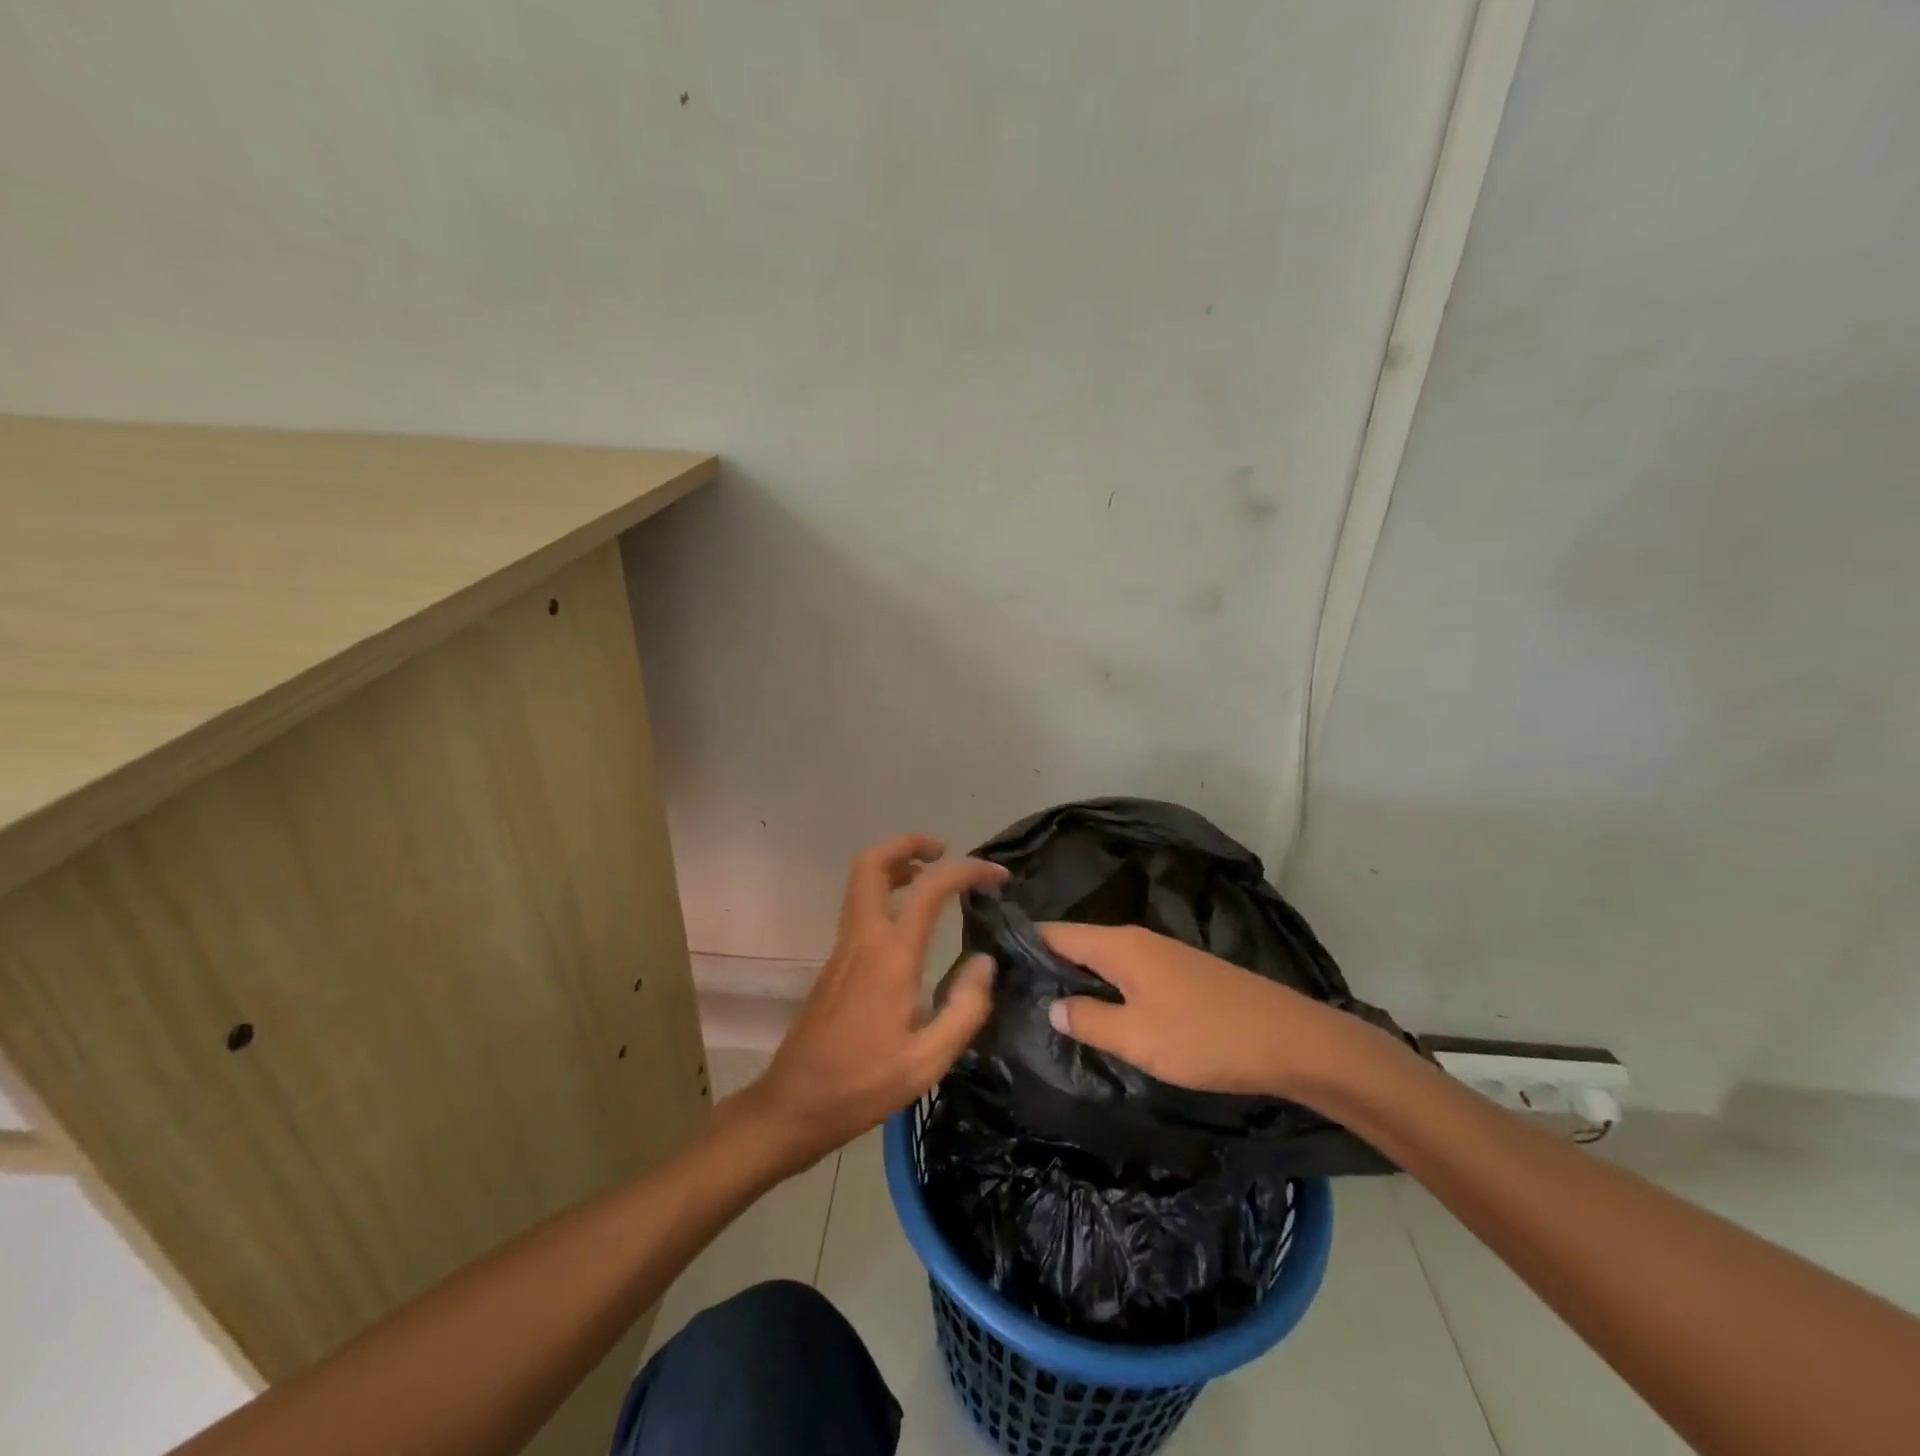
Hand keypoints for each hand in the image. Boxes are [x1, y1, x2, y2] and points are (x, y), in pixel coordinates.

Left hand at [736, 835, 1007, 1169]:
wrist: (794, 1105)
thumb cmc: (863, 1084)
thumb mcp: (928, 1061)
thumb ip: (965, 1008)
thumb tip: (984, 961)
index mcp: (890, 956)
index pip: (930, 889)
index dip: (967, 871)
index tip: (997, 876)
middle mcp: (862, 939)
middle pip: (871, 864)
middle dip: (907, 844)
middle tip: (943, 852)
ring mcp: (843, 949)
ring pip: (861, 883)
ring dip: (894, 865)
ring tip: (931, 878)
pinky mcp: (835, 963)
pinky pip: (860, 908)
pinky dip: (885, 893)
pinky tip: (910, 924)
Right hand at [1039, 923, 1367, 1103]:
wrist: (1291, 1041)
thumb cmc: (1206, 1037)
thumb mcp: (1137, 1038)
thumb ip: (1088, 1020)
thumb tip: (1050, 1006)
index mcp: (1119, 944)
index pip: (1055, 933)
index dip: (1023, 946)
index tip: (991, 967)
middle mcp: (1137, 939)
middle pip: (1077, 944)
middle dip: (1046, 967)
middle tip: (1011, 997)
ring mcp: (1162, 956)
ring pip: (1103, 962)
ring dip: (1076, 981)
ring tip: (1045, 1010)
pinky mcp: (1181, 976)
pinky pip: (1127, 975)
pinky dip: (1106, 990)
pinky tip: (1100, 1016)